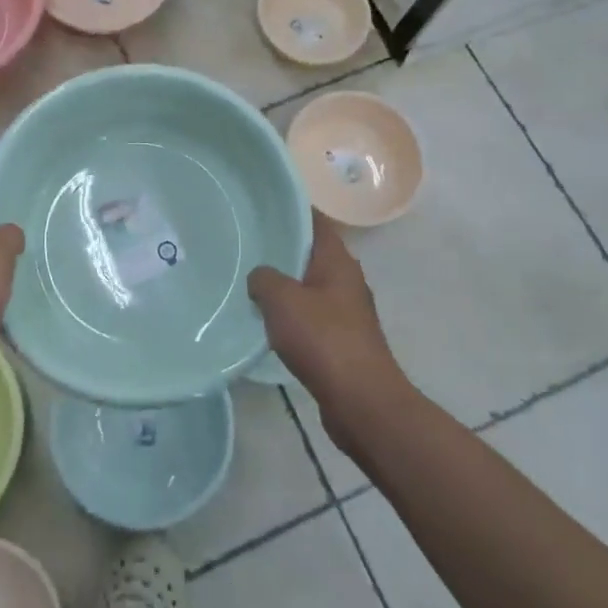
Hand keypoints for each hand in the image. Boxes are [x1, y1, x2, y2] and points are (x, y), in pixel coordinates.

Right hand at [248, 213, 403, 452]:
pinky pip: (311, 316)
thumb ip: (264, 278)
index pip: (315, 221)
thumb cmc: (324, 340)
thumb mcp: (282, 300)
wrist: (362, 402)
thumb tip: (260, 277)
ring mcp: (347, 311)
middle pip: (311, 253)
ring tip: (250, 282)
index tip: (261, 206)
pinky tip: (267, 322)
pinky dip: (291, 315)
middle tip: (246, 244)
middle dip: (282, 248)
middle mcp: (347, 279)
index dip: (290, 209)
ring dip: (285, 285)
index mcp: (338, 260)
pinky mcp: (342, 340)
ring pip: (309, 286)